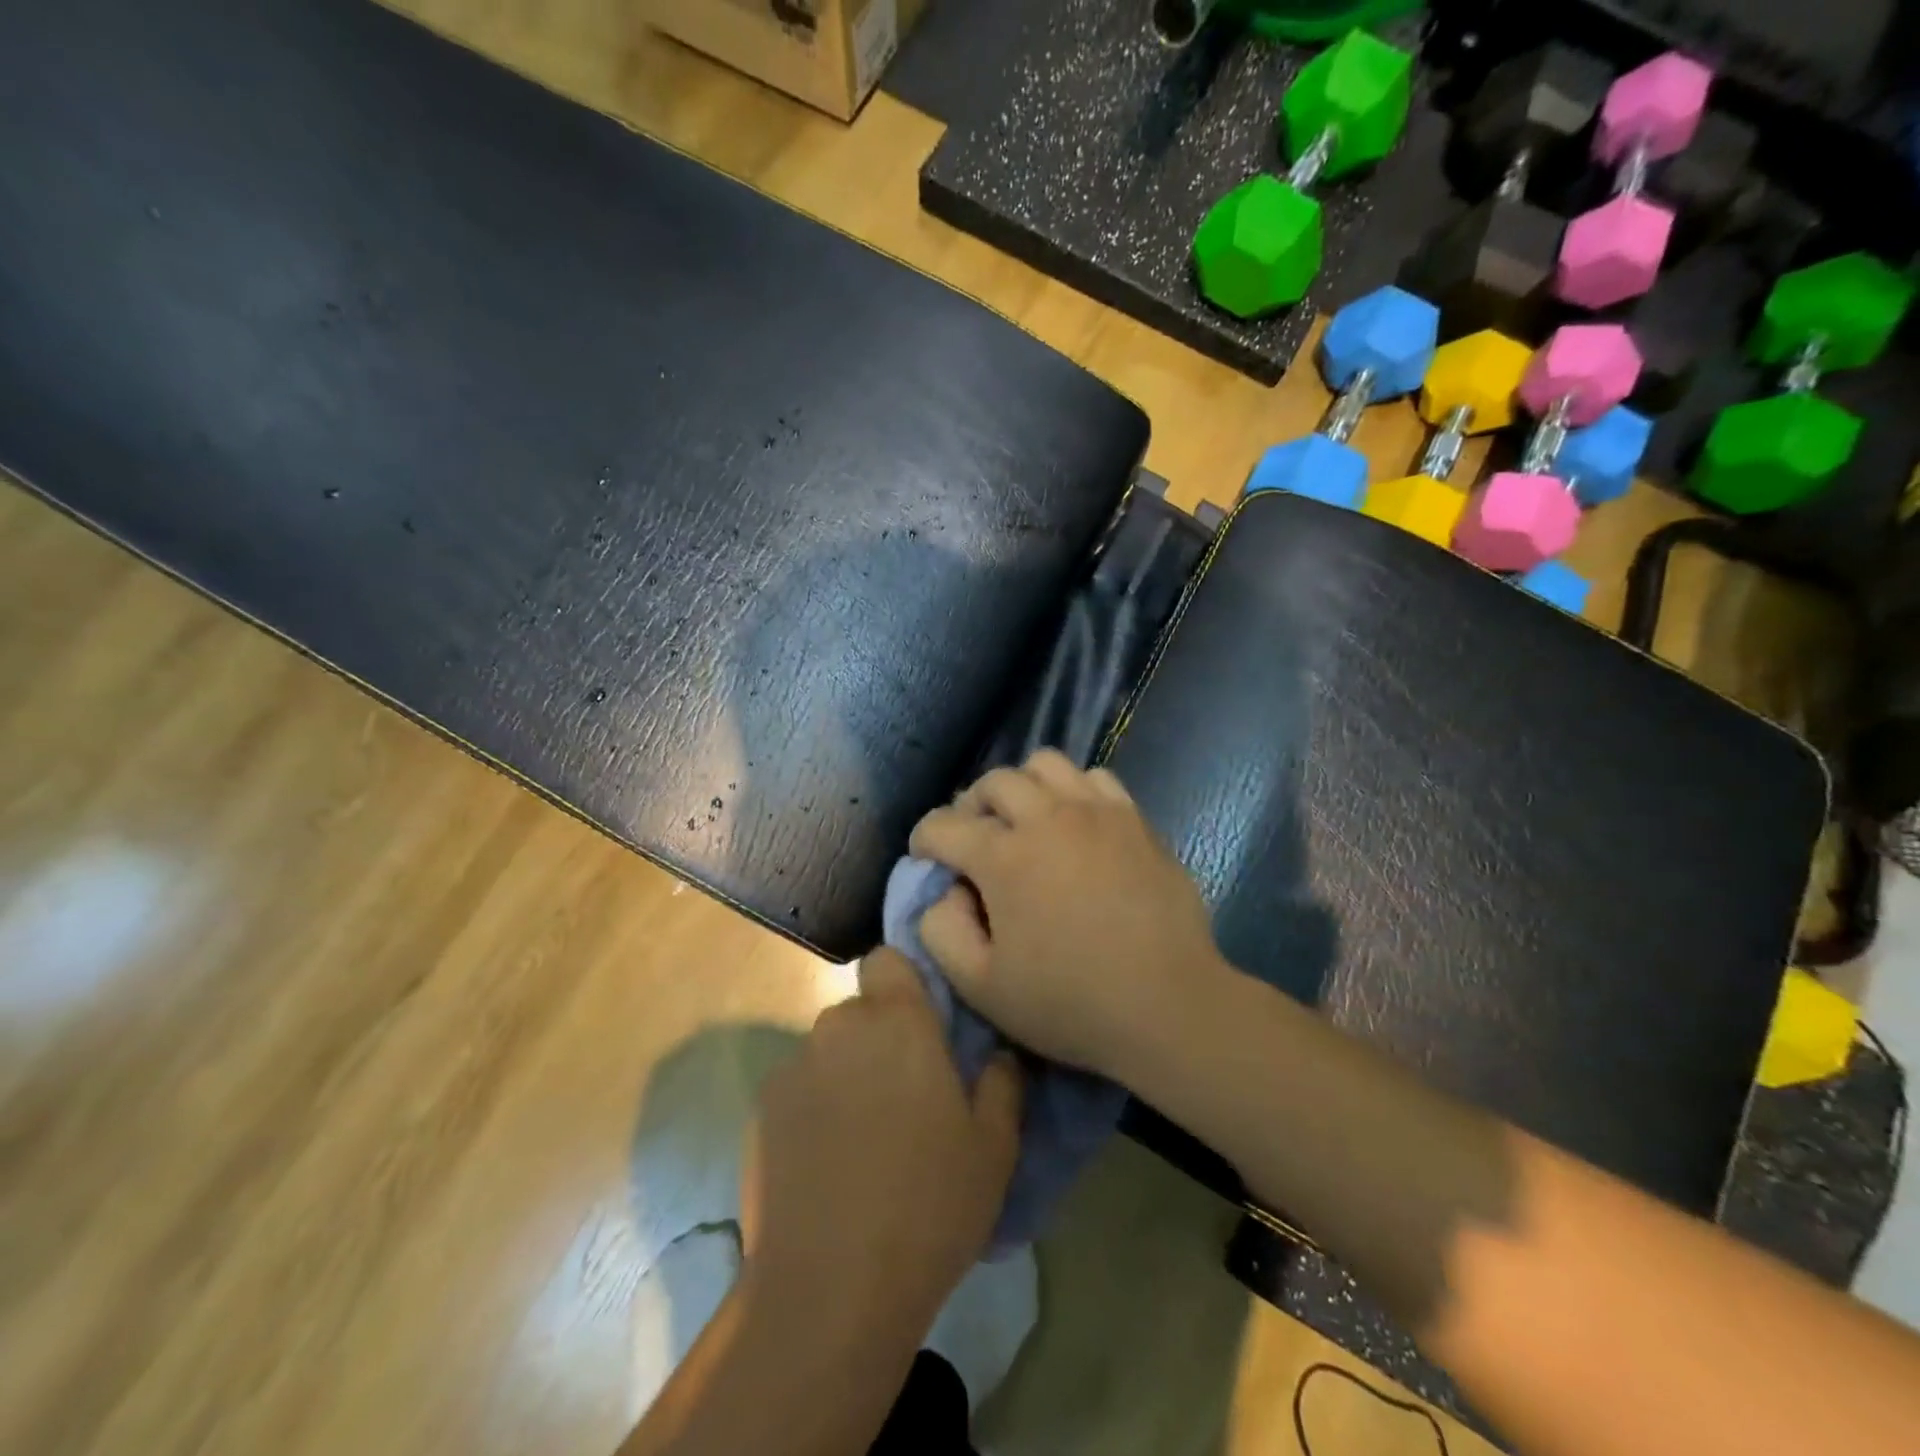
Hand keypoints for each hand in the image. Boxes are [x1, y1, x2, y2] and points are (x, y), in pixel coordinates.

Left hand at [740, 951, 1021, 1351]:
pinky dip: (813, 1110)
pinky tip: (826, 1167)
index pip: (888, 959)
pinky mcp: (760, 1112)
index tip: (924, 1026)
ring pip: (828, 1051)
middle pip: (860, 1011)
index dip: (905, 984)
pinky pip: (798, 1090)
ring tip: (863, 1139)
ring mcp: (792, 1069)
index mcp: (897, 1022)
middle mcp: (838, 1028)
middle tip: (905, 1097)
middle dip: (880, 1038)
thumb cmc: (928, 1205)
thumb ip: (1002, 1083)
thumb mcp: (994, 1148)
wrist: (830, 1289)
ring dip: (846, 1075)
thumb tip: (998, 1054)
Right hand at [909, 749, 1224, 1078]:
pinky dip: (1073, 791)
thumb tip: (944, 892)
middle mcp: (1046, 817)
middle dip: (970, 806)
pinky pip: (1094, 778)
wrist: (1168, 1004)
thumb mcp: (980, 987)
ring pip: (1045, 764)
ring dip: (1023, 787)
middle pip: (993, 782)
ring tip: (1026, 823)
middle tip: (976, 842)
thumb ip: (940, 931)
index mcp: (1003, 856)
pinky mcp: (1134, 818)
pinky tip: (1076, 826)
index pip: (941, 825)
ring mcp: (1096, 811)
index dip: (924, 843)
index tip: (929, 863)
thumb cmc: (1070, 1002)